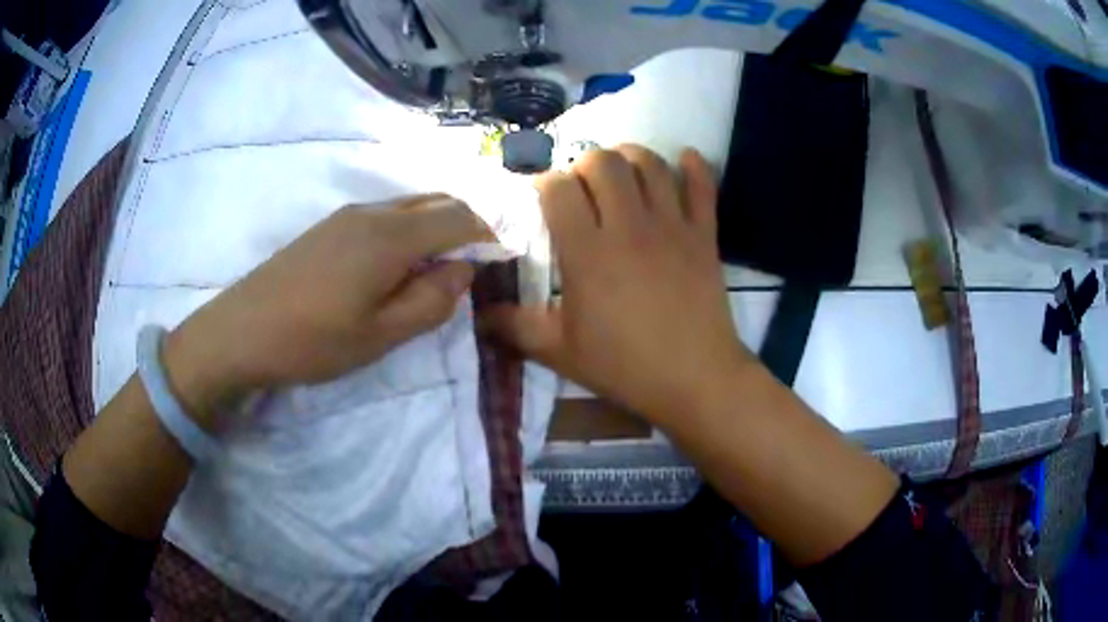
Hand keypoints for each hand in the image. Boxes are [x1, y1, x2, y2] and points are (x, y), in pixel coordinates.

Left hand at [162, 195, 489, 423]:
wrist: (242, 330)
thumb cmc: (312, 340)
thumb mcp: (381, 335)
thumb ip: (431, 301)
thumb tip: (462, 271)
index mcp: (390, 236)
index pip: (459, 217)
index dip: (488, 237)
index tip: (500, 264)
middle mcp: (373, 212)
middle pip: (437, 201)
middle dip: (466, 227)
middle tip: (471, 269)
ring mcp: (347, 214)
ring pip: (410, 205)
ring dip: (436, 228)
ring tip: (436, 270)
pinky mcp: (329, 225)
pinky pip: (385, 214)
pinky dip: (409, 230)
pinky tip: (396, 266)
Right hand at [482, 145, 751, 423]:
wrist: (695, 381)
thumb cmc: (624, 367)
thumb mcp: (560, 351)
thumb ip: (515, 327)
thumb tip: (478, 314)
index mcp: (588, 253)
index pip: (558, 189)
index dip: (545, 183)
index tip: (543, 196)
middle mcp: (629, 226)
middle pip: (604, 162)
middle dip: (585, 163)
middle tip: (583, 186)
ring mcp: (672, 226)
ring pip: (651, 164)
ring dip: (631, 156)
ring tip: (622, 172)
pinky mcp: (704, 235)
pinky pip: (702, 187)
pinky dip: (694, 167)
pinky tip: (684, 160)